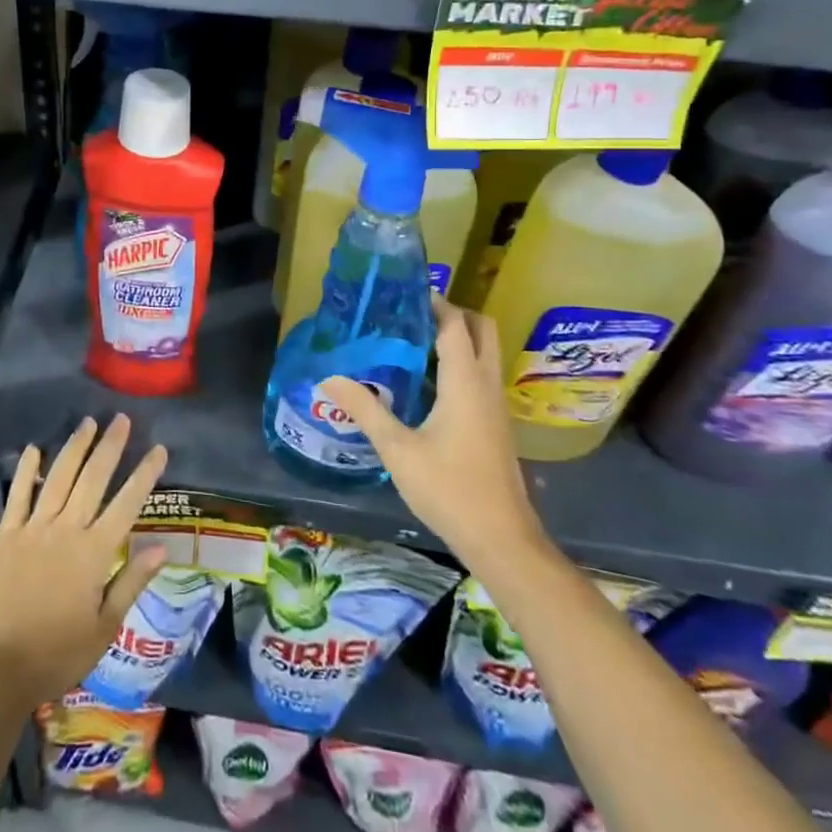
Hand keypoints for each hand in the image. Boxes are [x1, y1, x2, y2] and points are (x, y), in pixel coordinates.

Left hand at [0, 414, 168, 709]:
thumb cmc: (57, 655)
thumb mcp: (104, 628)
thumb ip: (131, 582)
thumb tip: (161, 547)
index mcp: (94, 553)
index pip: (127, 504)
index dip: (145, 474)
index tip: (159, 449)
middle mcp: (67, 530)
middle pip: (93, 478)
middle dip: (110, 446)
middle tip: (121, 419)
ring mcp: (34, 528)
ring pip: (59, 477)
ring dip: (75, 448)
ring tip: (88, 423)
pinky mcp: (7, 534)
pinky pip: (19, 494)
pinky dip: (28, 470)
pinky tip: (35, 449)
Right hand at [318, 296, 547, 571]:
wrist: (502, 540)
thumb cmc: (449, 489)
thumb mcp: (397, 449)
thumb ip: (365, 409)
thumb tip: (329, 377)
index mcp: (465, 382)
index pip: (455, 325)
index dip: (435, 303)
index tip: (405, 291)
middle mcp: (486, 385)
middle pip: (482, 330)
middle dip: (454, 313)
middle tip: (413, 313)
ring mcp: (496, 406)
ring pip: (485, 353)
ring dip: (458, 337)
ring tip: (413, 340)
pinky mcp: (496, 425)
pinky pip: (481, 375)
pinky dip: (461, 362)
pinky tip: (428, 382)